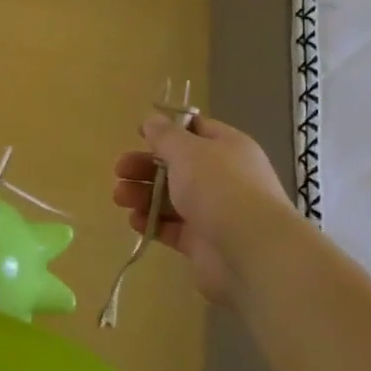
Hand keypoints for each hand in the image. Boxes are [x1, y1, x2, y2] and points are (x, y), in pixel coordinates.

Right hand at [112, 115, 294, 304]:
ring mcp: (214, 212)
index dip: (167, 130)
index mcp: (227, 148)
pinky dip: (152, 223)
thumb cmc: (219, 188)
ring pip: (172, 198)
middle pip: (177, 166)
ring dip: (143, 195)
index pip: (196, 131)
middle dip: (145, 166)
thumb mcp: (187, 151)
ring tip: (120, 198)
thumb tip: (152, 119)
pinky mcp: (203, 243)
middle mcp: (223, 177)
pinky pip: (172, 228)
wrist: (251, 251)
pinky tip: (135, 221)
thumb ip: (165, 136)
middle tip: (119, 170)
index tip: (138, 133)